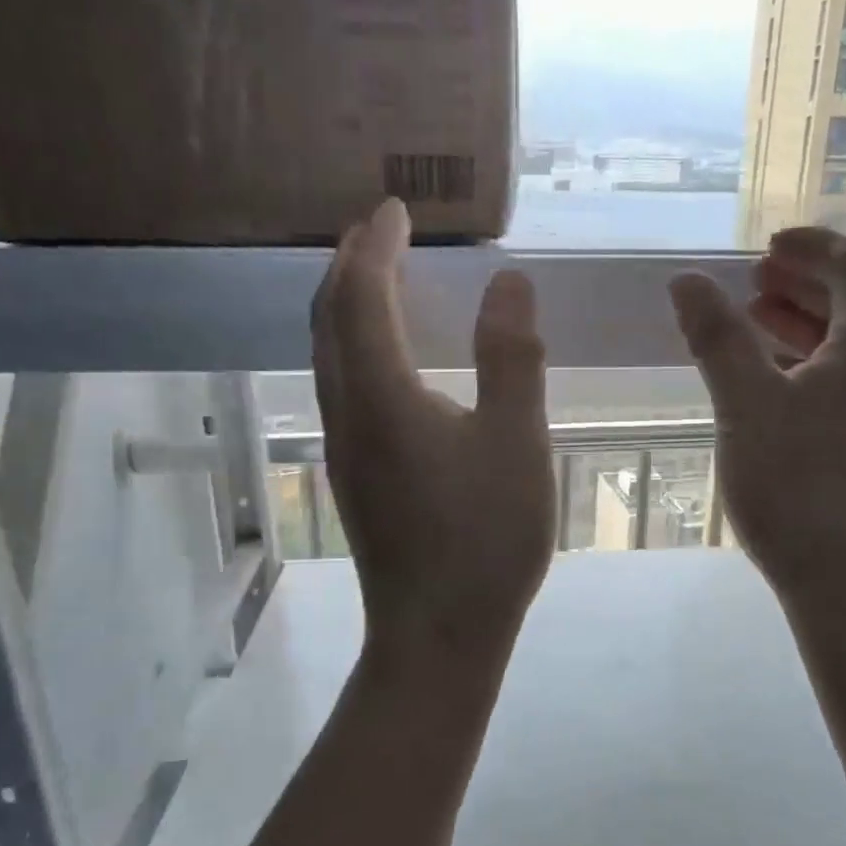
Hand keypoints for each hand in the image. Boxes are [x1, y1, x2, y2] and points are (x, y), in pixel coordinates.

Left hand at [312, 199, 555, 663]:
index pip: (363, 297)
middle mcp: (347, 414)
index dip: (375, 247)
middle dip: (349, 267)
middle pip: (329, 320)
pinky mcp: (353, 476)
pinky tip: (389, 359)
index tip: (395, 210)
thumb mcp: (517, 443)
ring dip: (347, 307)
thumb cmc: (485, 541)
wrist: (437, 635)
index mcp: (383, 397)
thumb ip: (512, 359)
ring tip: (380, 280)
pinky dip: (356, 347)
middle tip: (379, 232)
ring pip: (328, 356)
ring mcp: (343, 449)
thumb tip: (509, 282)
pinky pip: (341, 387)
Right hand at [669, 227, 845, 612]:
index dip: (813, 246)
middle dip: (807, 285)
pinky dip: (816, 371)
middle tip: (755, 282)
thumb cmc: (800, 488)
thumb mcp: (746, 406)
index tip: (766, 246)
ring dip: (809, 329)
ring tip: (757, 328)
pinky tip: (779, 394)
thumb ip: (717, 339)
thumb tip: (687, 280)